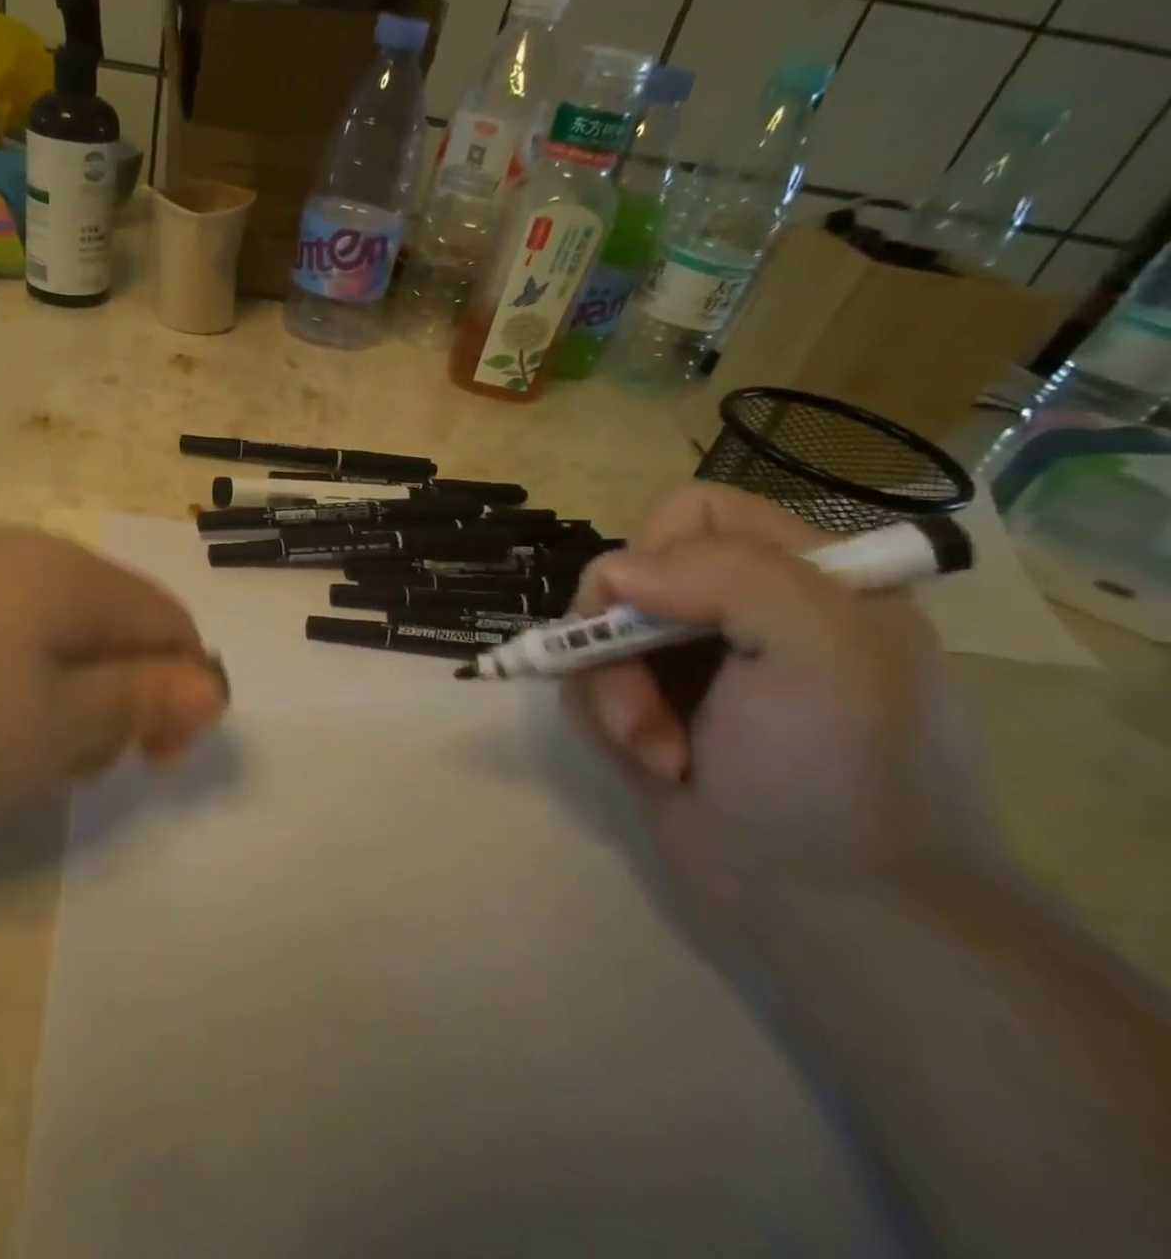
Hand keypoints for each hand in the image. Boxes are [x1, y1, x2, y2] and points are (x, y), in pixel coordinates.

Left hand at [0, 529, 228, 834]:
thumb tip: (210, 684)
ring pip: (54, 628)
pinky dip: (7, 677)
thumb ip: (136, 703)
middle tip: (72, 766)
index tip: (150, 762)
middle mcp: (23, 552)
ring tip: (12, 750)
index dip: (183, 693)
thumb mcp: (44, 732)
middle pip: (114, 622)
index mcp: (70, 576)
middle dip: (119, 695)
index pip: (169, 622)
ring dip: (63, 690)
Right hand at [562, 485, 986, 922]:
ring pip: (595, 634)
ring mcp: (688, 666)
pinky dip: (605, 721)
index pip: (695, 512)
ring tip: (658, 752)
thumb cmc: (839, 774)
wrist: (833, 913)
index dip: (661, 552)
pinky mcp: (649, 711)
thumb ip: (727, 575)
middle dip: (620, 640)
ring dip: (613, 693)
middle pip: (629, 575)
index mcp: (800, 577)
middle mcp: (737, 612)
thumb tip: (615, 573)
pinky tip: (652, 766)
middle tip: (649, 704)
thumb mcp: (820, 652)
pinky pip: (587, 684)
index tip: (661, 616)